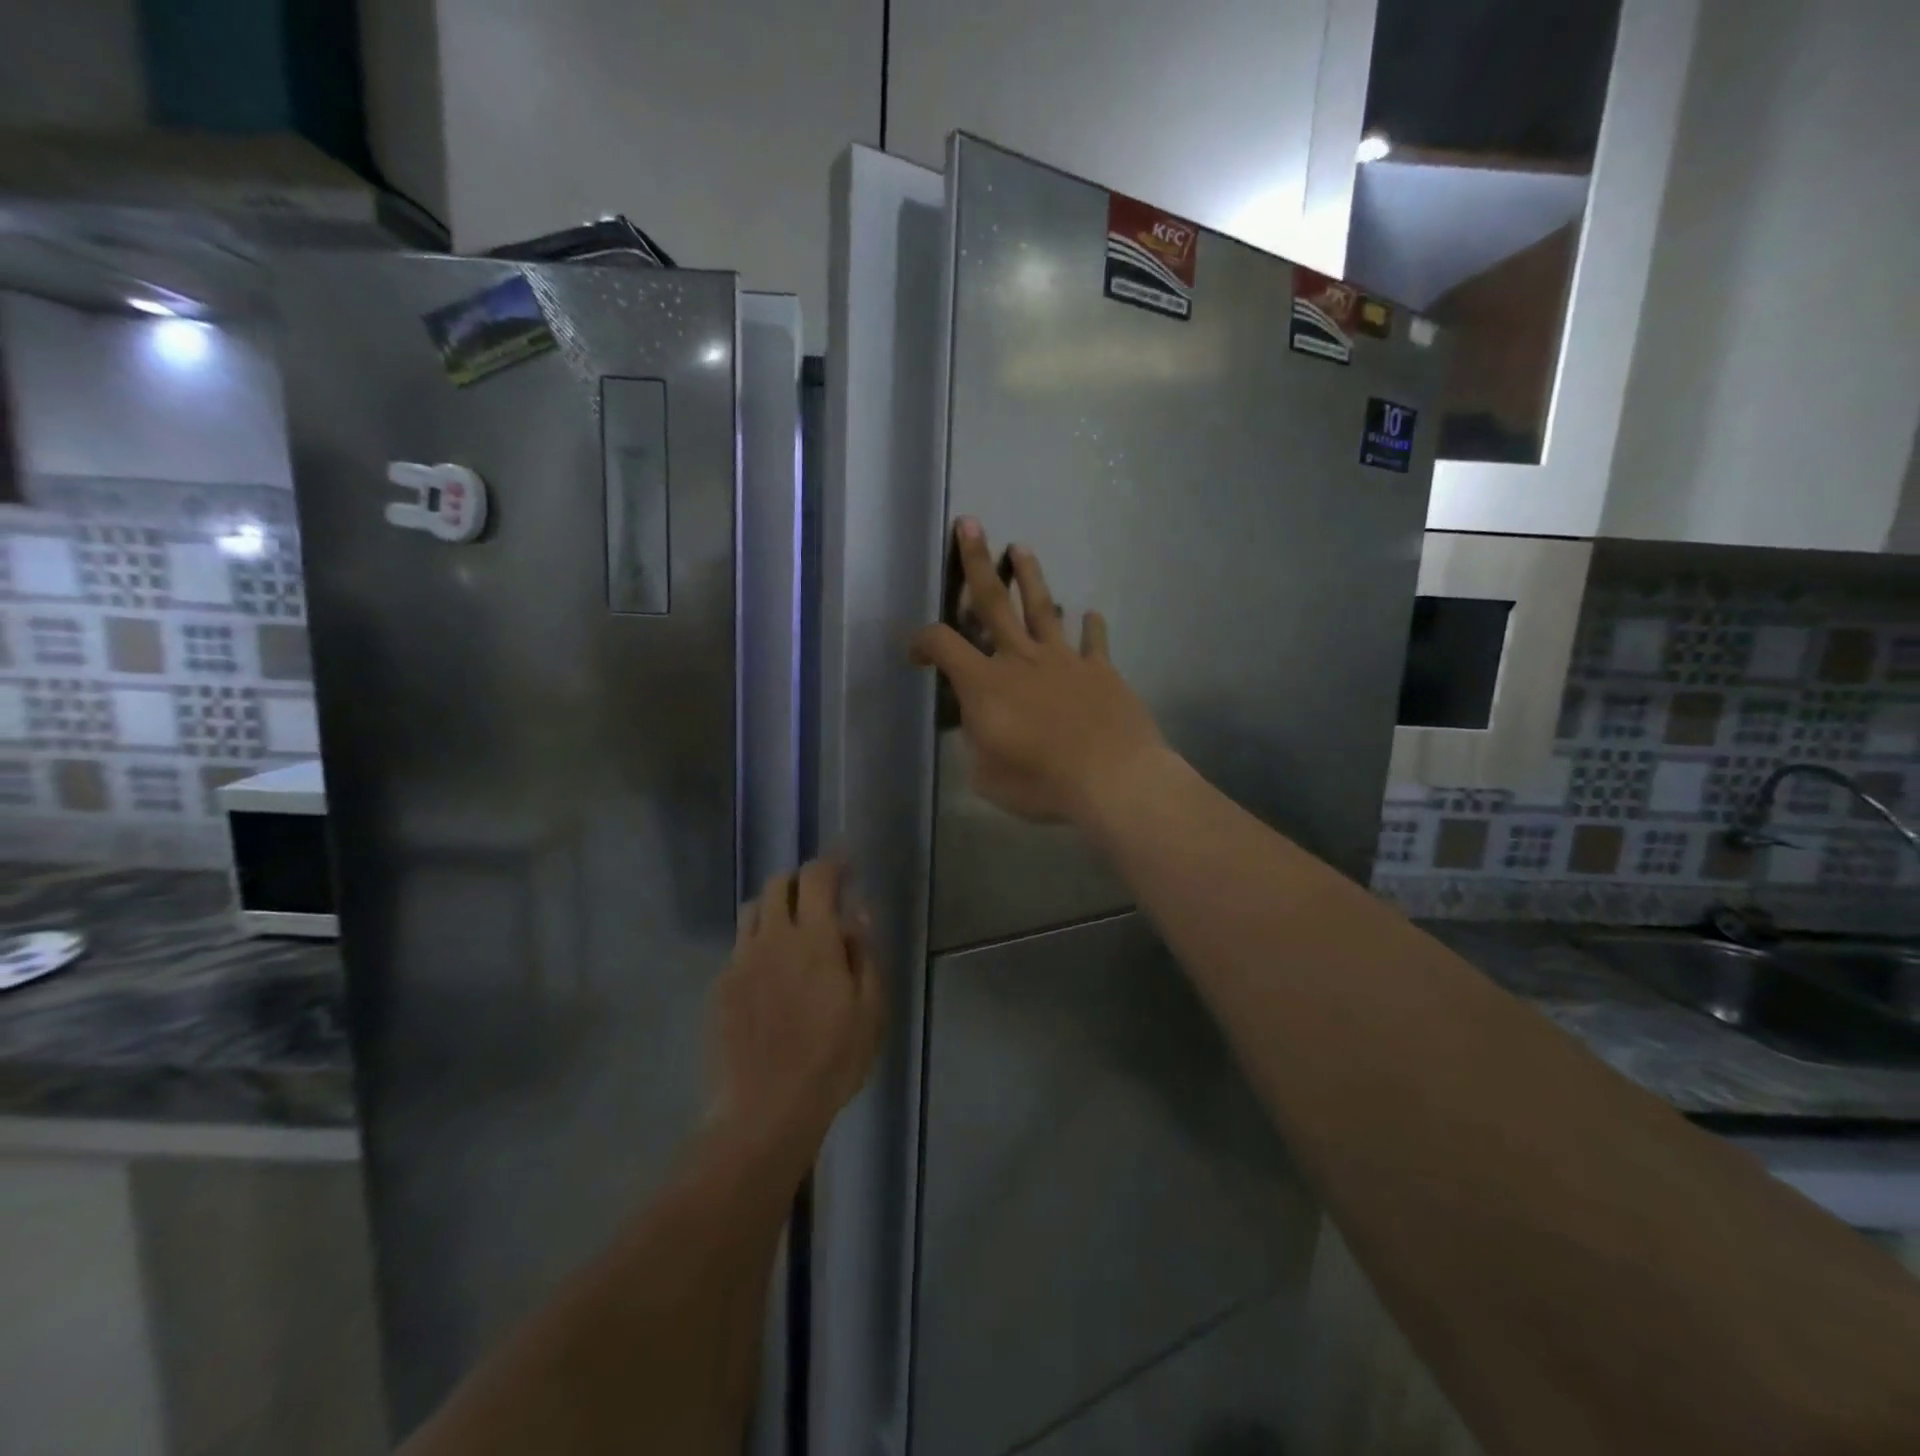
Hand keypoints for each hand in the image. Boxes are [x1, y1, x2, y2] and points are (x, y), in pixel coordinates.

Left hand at [709, 860, 883, 1168]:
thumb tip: (857, 915)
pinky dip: (757, 944)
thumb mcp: (869, 1010)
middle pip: (776, 884)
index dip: (832, 864)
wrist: (764, 1111)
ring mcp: (740, 961)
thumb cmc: (831, 1061)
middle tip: (819, 899)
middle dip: (800, 881)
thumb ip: (864, 955)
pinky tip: (770, 975)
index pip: (816, 877)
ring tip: (791, 931)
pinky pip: (739, 948)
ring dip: (774, 907)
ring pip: (751, 911)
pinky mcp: (720, 987)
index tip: (846, 868)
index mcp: (813, 939)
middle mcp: (771, 938)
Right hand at [910, 518, 1165, 825]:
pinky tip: (1091, 613)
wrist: (1112, 778)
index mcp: (985, 683)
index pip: (942, 645)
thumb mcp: (988, 776)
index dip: (921, 642)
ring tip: (1022, 548)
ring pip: (1041, 607)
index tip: (915, 652)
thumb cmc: (1042, 782)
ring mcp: (1064, 659)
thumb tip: (980, 727)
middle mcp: (1021, 658)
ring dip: (1030, 576)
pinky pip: (1093, 640)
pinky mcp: (1100, 669)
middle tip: (969, 525)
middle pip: (992, 601)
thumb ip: (977, 745)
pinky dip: (1091, 626)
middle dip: (977, 561)